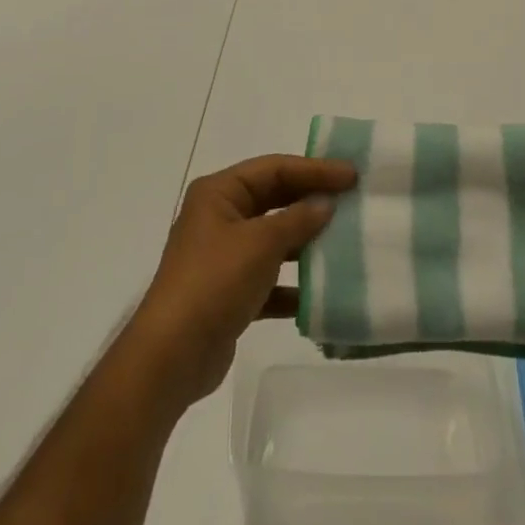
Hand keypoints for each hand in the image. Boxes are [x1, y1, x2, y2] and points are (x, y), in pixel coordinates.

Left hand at [125, 154, 356, 409]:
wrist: (172, 355)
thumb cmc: (214, 282)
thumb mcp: (260, 243)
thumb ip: (297, 219)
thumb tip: (326, 203)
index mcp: (218, 193)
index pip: (273, 168)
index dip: (314, 169)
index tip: (351, 175)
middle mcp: (218, 217)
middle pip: (273, 199)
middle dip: (310, 200)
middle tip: (352, 200)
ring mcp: (223, 256)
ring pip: (272, 238)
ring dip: (304, 241)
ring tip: (344, 241)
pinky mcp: (229, 292)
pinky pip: (269, 278)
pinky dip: (292, 283)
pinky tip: (320, 291)